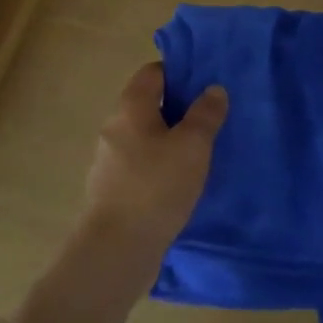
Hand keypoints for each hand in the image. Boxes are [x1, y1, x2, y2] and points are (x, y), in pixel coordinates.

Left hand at [80, 63, 227, 270]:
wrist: (116, 249)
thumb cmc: (156, 186)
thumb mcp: (192, 146)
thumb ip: (205, 115)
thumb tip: (213, 89)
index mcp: (130, 107)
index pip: (152, 73)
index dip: (178, 73)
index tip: (205, 84)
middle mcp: (115, 127)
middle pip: (148, 105)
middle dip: (178, 109)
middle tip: (210, 120)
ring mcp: (109, 161)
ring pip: (145, 138)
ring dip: (169, 141)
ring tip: (200, 154)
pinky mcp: (112, 191)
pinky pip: (140, 166)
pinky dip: (160, 167)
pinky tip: (180, 184)